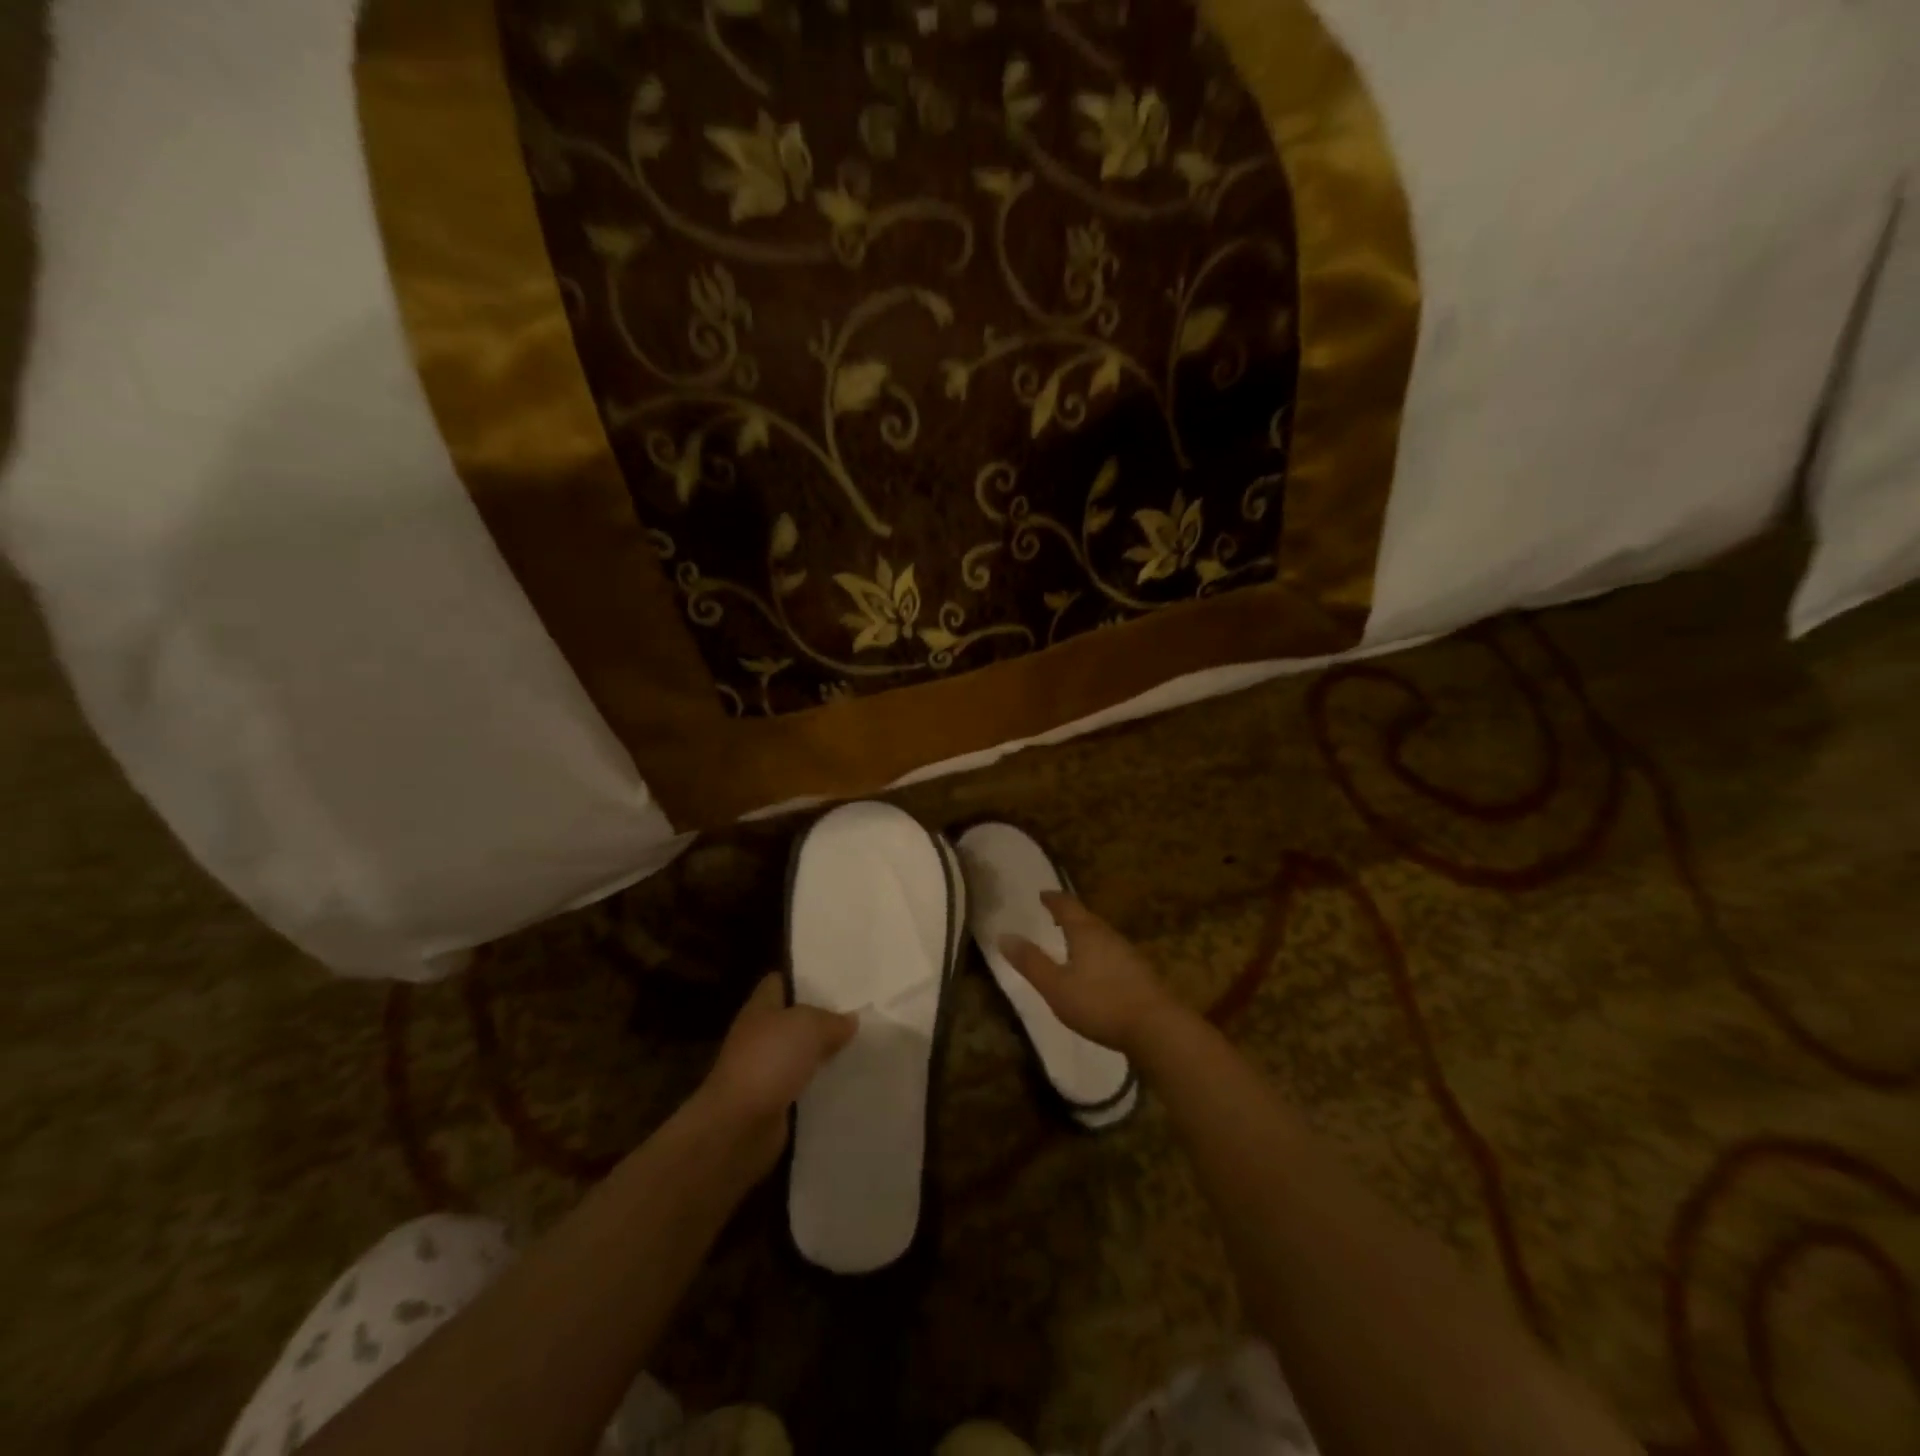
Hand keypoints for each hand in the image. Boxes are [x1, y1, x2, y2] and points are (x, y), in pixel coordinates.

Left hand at [698, 974, 856, 1173]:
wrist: (738, 1126)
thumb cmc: (769, 1061)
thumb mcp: (808, 1026)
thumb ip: (832, 1020)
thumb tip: (850, 1020)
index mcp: (760, 1008)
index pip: (779, 982)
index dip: (803, 979)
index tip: (836, 980)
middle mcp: (760, 1036)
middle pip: (794, 1020)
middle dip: (822, 1018)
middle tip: (860, 1014)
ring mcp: (765, 1071)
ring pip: (801, 1055)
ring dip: (824, 1055)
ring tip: (862, 1047)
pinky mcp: (774, 1103)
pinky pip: (803, 1087)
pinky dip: (821, 1087)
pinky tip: (848, 1083)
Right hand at [1000, 892, 1179, 1058]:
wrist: (1156, 1027)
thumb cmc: (1100, 1003)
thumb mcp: (1056, 986)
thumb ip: (1031, 962)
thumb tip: (1003, 935)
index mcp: (1086, 932)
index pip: (1067, 906)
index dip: (1053, 899)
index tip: (1043, 894)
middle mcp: (1108, 935)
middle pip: (1087, 918)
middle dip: (1070, 915)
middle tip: (1055, 915)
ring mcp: (1128, 953)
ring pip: (1102, 935)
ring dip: (1086, 934)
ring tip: (1073, 940)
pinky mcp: (1140, 973)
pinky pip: (1113, 953)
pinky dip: (1099, 952)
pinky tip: (1098, 968)